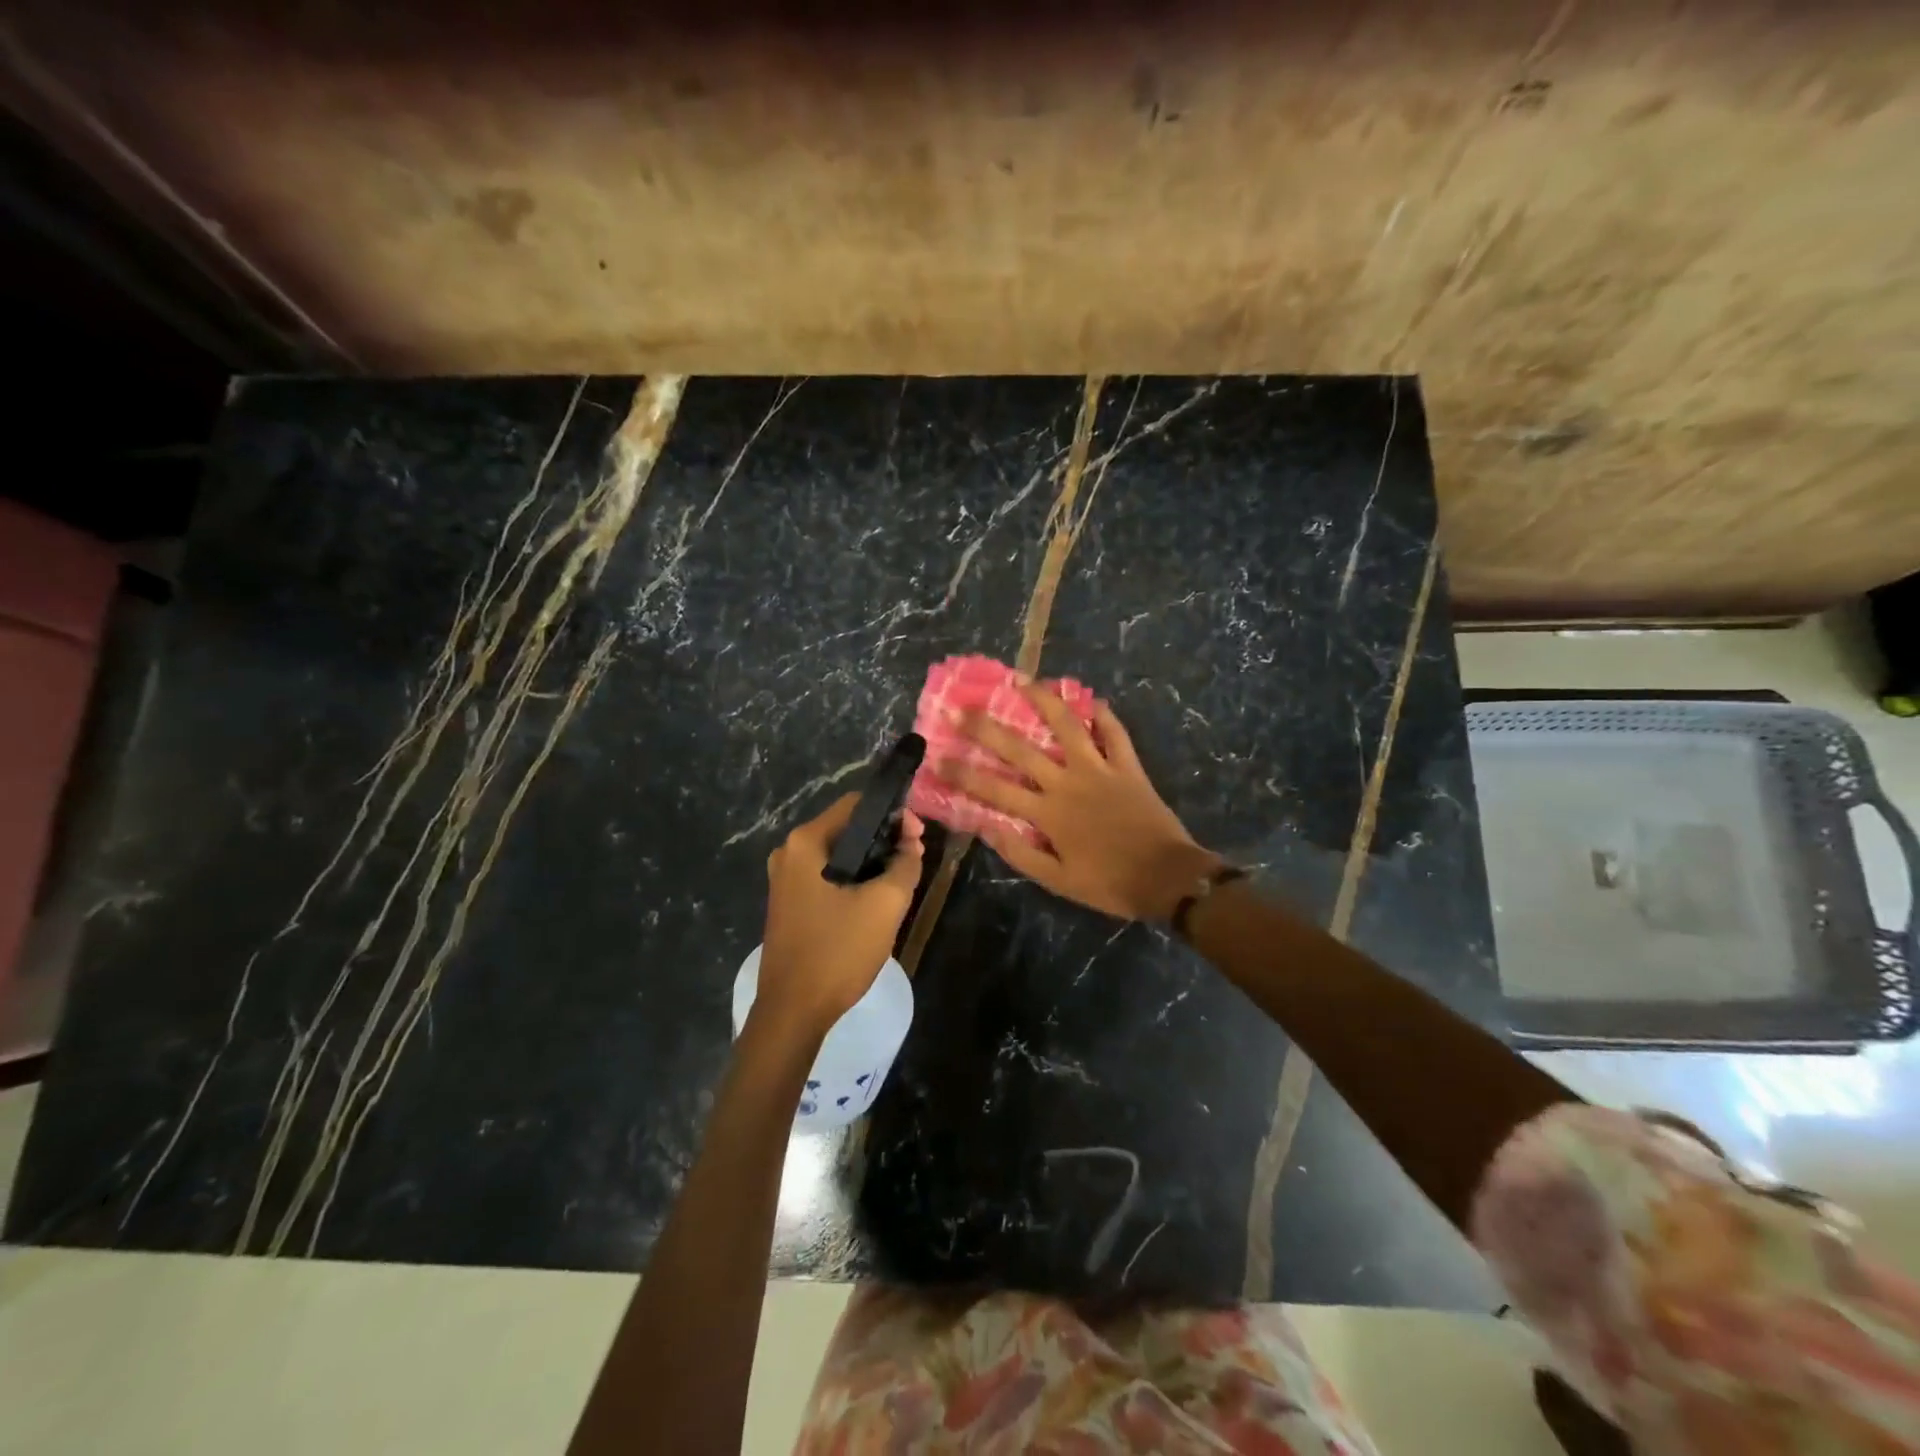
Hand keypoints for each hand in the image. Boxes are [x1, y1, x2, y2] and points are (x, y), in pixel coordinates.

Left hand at [756, 793, 924, 1034]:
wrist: (793, 1012)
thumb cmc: (838, 951)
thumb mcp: (885, 904)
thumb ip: (906, 864)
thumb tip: (912, 842)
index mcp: (805, 842)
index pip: (856, 804)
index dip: (892, 813)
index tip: (918, 835)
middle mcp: (789, 852)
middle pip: (847, 828)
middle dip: (884, 838)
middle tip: (915, 857)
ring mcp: (785, 879)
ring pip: (839, 855)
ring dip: (872, 861)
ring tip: (902, 879)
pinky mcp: (789, 903)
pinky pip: (828, 877)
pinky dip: (854, 879)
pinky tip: (876, 899)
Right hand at [939, 682, 1220, 919]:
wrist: (1166, 877)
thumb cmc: (1110, 883)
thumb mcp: (1058, 880)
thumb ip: (1020, 853)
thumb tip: (985, 827)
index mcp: (1048, 813)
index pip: (994, 789)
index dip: (963, 773)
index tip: (938, 757)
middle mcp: (1067, 782)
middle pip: (1021, 749)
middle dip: (987, 728)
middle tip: (962, 708)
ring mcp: (1099, 768)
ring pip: (1067, 726)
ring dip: (1043, 701)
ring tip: (1022, 681)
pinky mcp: (1127, 765)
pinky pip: (1115, 733)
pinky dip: (1103, 715)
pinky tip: (1091, 699)